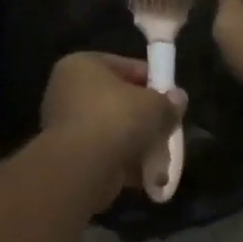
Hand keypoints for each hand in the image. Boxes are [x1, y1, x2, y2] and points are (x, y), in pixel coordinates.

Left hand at [40, 53, 185, 203]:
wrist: (83, 169)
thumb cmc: (117, 120)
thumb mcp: (155, 105)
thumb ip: (169, 102)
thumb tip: (178, 99)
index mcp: (82, 65)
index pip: (125, 67)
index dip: (154, 82)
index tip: (172, 99)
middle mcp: (67, 91)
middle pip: (119, 101)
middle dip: (146, 118)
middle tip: (168, 129)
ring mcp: (64, 125)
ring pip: (113, 130)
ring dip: (138, 144)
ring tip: (161, 159)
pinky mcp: (68, 156)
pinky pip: (104, 153)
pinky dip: (124, 162)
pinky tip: (146, 176)